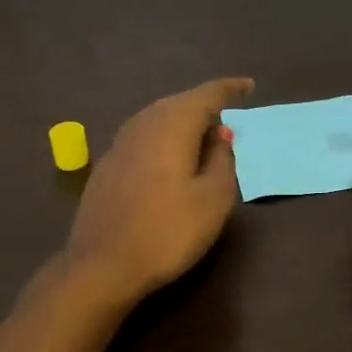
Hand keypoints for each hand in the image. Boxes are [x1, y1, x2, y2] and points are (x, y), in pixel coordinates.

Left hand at [64, 78, 254, 304]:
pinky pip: (143, 138)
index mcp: (172, 125)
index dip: (230, 89)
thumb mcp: (213, 199)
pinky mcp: (106, 167)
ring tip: (201, 134)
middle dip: (204, 105)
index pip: (206, 95)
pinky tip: (168, 158)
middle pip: (178, 103)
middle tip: (227, 115)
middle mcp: (142, 124)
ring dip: (181, 121)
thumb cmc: (168, 232)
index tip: (249, 86)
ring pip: (157, 119)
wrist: (102, 265)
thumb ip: (222, 160)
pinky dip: (163, 139)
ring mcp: (119, 145)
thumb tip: (219, 135)